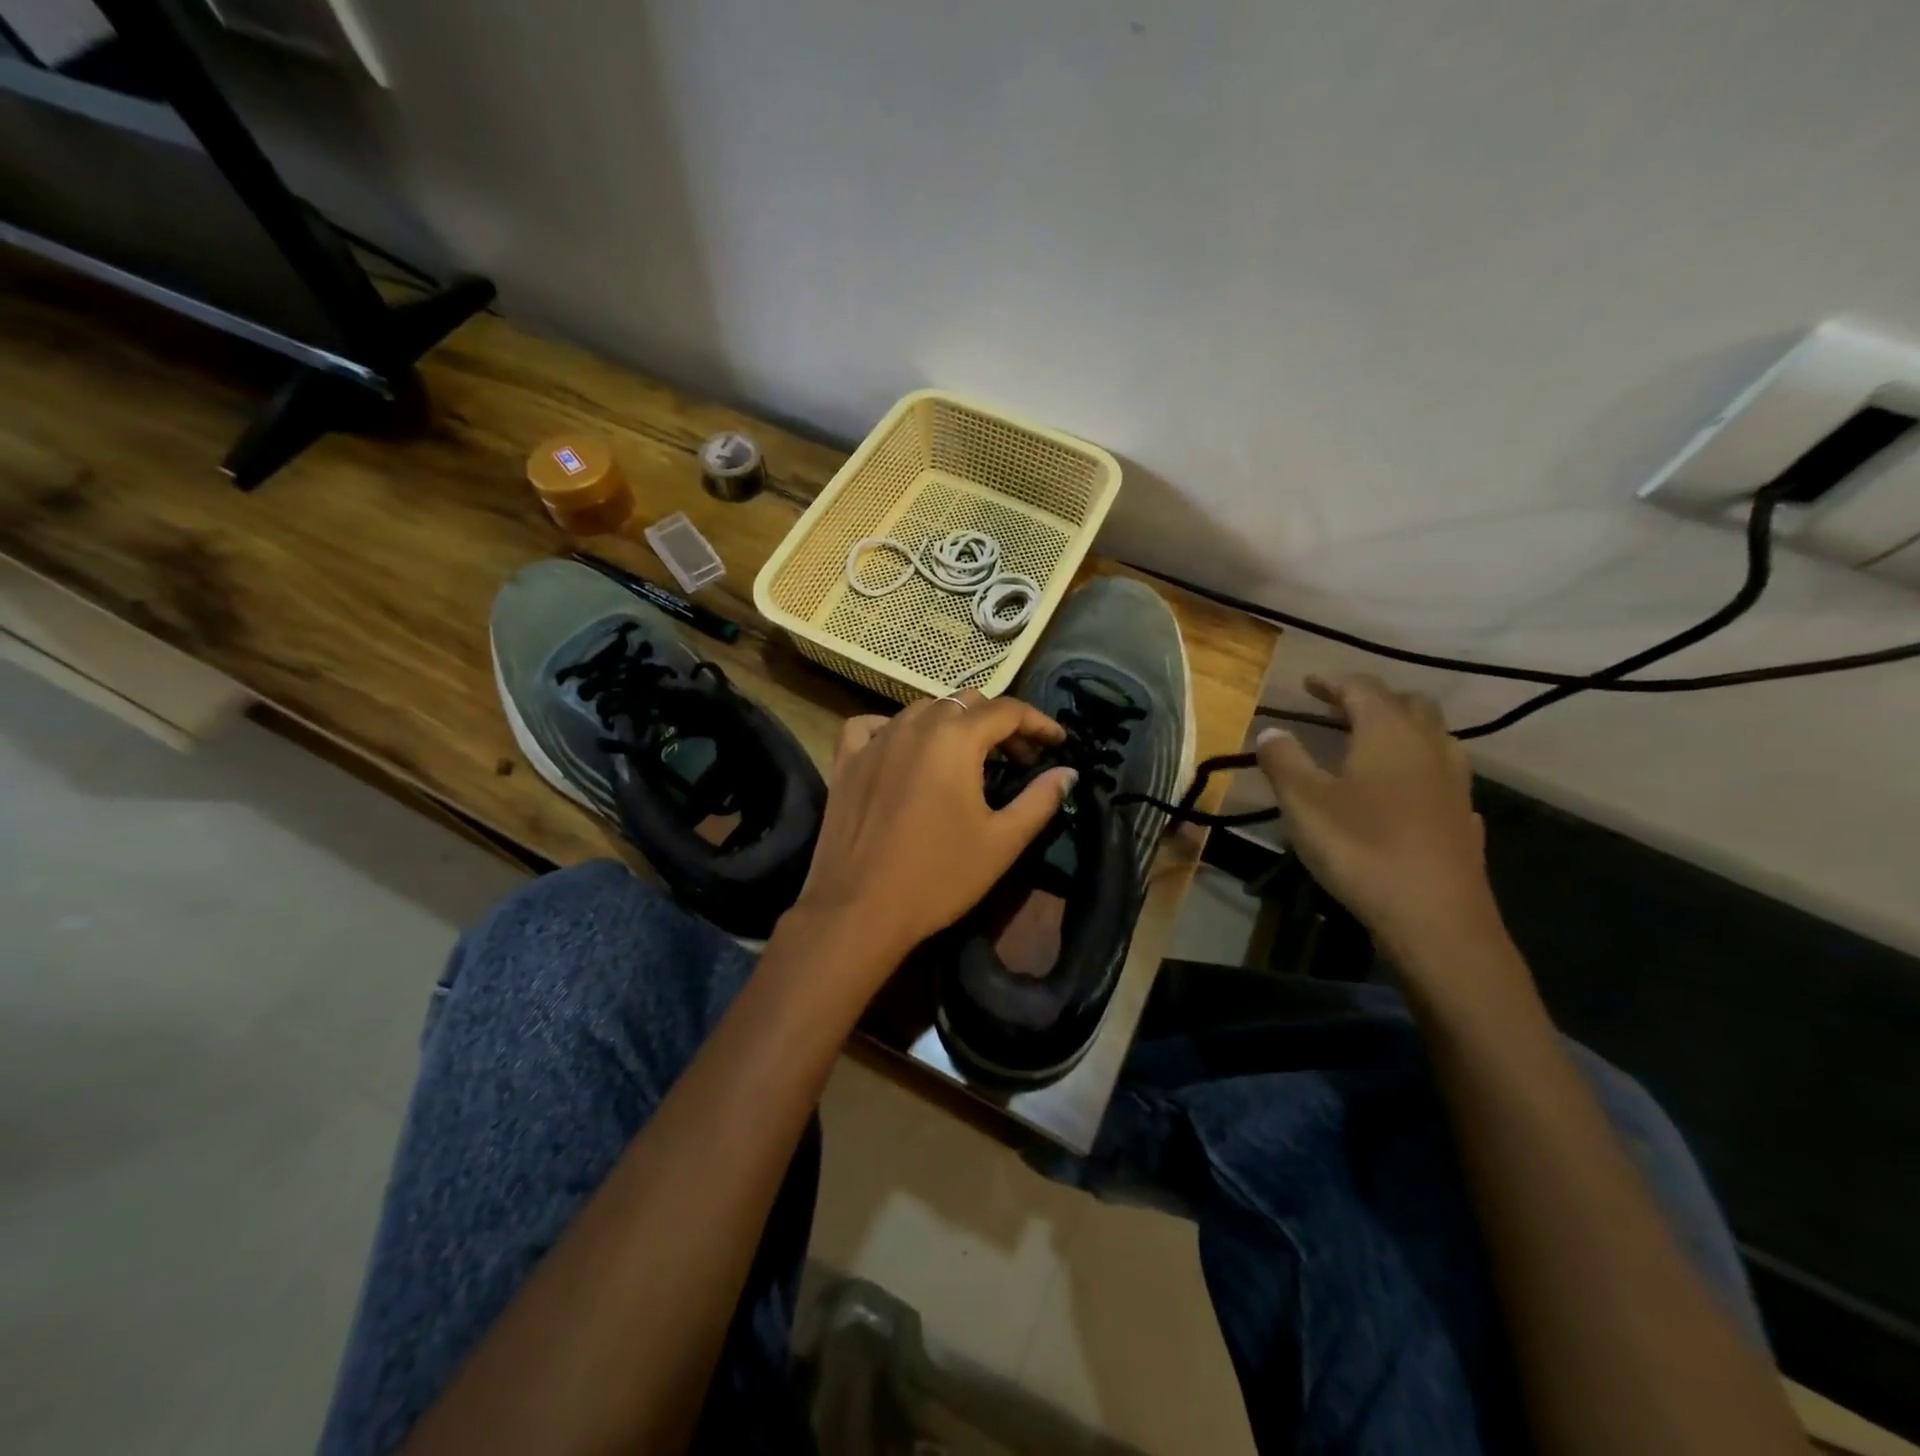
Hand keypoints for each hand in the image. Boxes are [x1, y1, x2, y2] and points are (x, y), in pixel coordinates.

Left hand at [792, 689, 1076, 974]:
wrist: (858, 910)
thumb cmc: (938, 877)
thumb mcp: (1002, 842)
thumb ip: (1040, 800)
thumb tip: (1068, 773)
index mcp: (955, 738)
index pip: (1007, 710)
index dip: (1039, 723)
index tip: (1058, 743)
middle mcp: (914, 725)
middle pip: (966, 703)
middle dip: (999, 724)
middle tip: (1019, 759)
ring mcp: (875, 740)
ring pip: (922, 710)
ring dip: (953, 724)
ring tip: (968, 758)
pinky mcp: (846, 760)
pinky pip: (873, 725)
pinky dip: (897, 729)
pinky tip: (904, 750)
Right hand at [1255, 674, 1498, 957]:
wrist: (1435, 919)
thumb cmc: (1361, 848)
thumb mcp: (1303, 803)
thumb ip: (1284, 760)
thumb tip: (1271, 731)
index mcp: (1387, 733)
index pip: (1362, 688)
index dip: (1333, 682)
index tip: (1308, 683)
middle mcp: (1428, 747)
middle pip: (1408, 704)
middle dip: (1373, 699)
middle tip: (1340, 709)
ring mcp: (1454, 784)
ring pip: (1434, 737)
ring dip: (1403, 729)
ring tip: (1372, 743)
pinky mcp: (1464, 819)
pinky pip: (1443, 777)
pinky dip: (1419, 769)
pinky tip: (1405, 791)